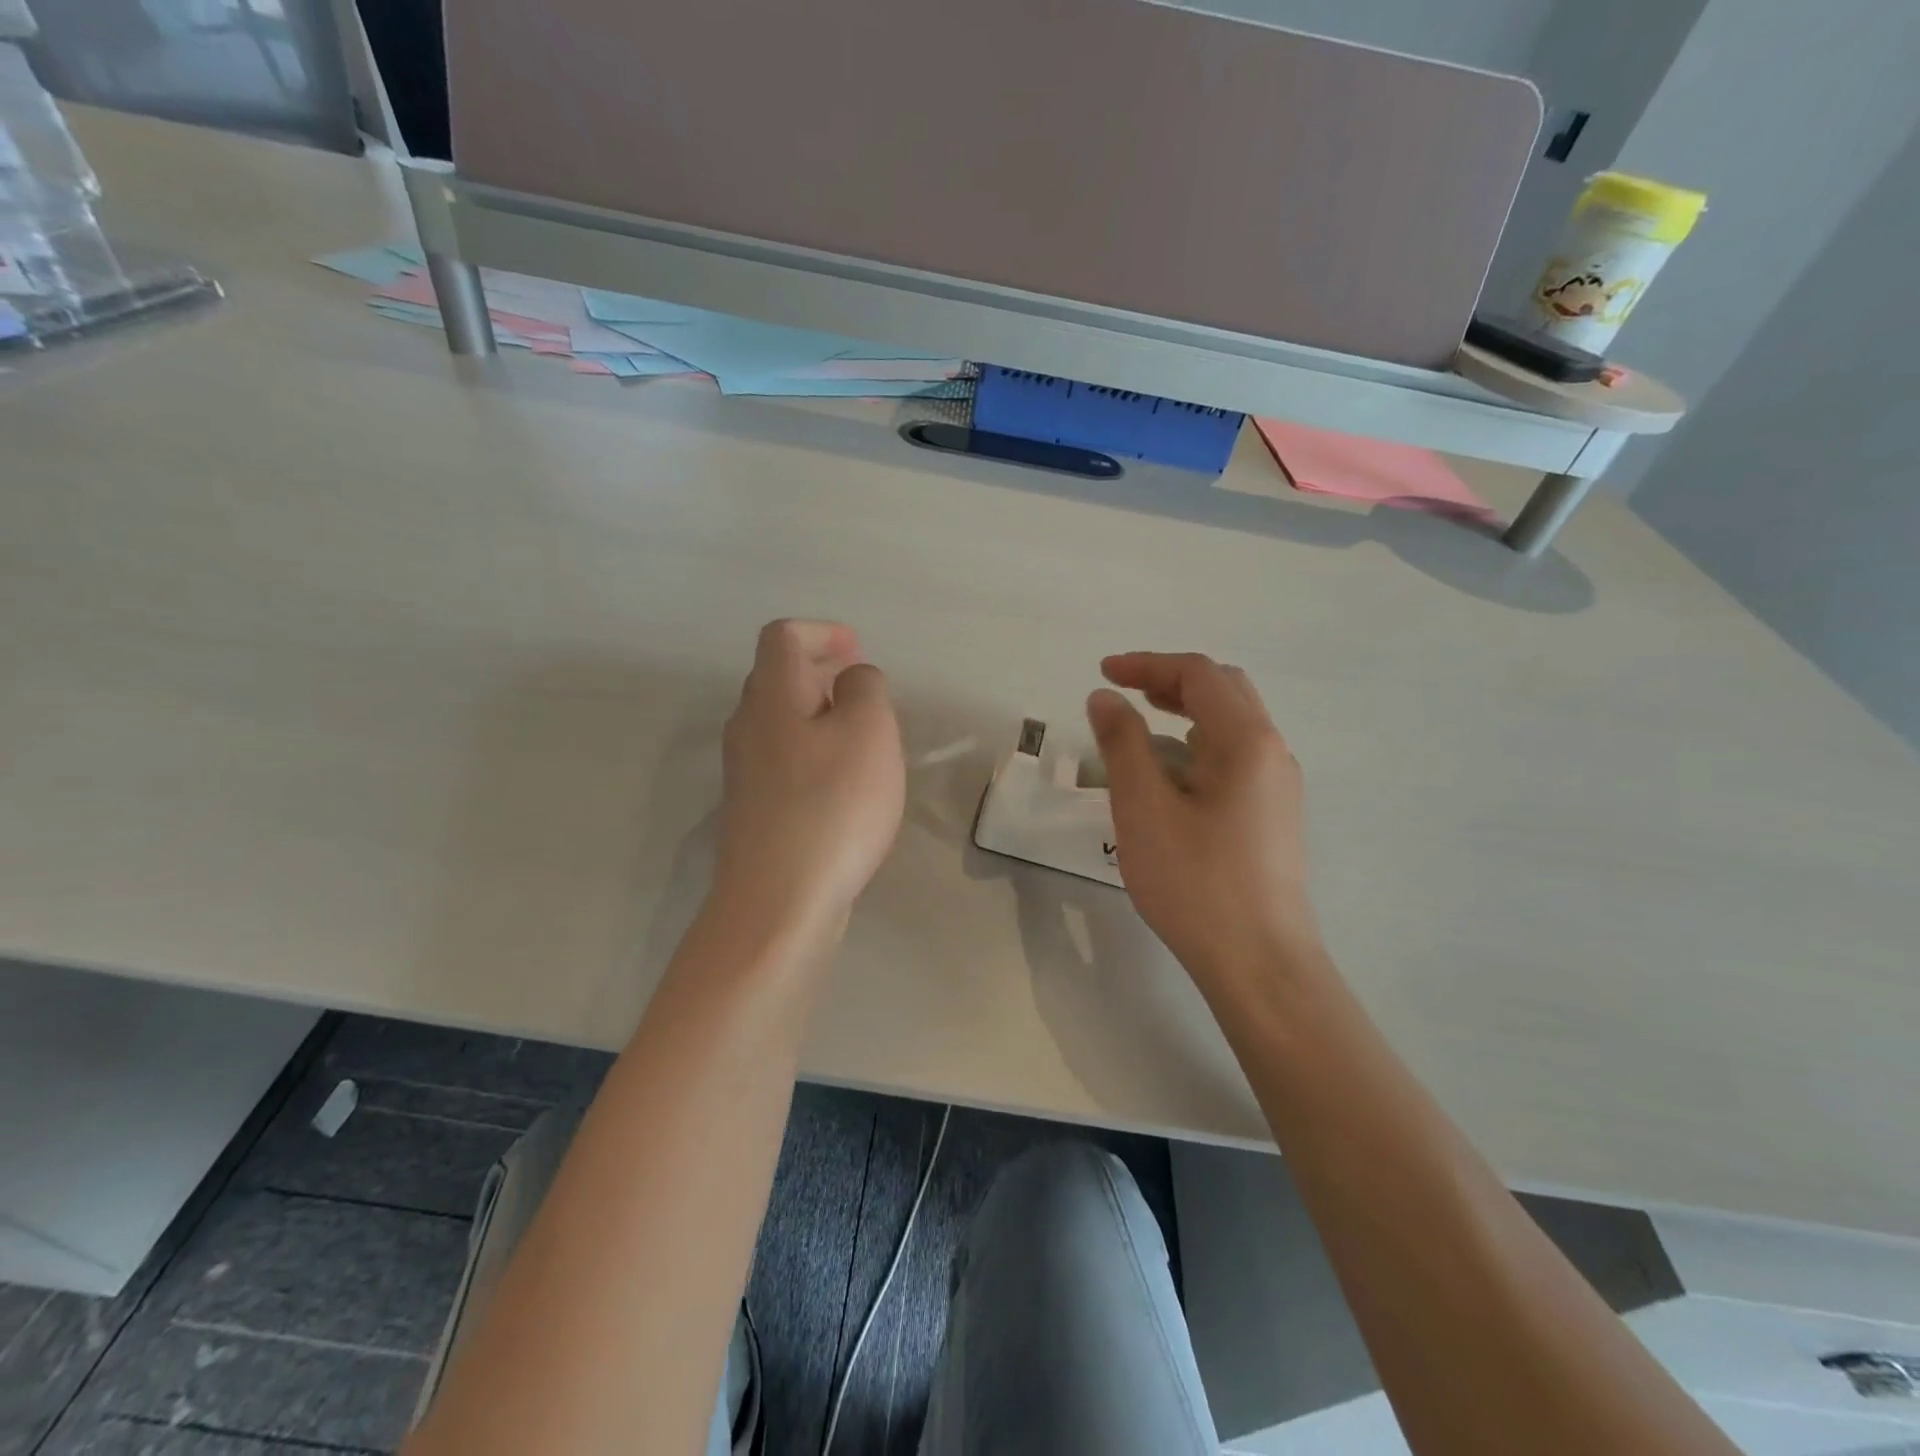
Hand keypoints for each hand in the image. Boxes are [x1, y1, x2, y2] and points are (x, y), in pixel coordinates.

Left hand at [713, 620, 904, 942]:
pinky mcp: (755, 812)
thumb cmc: (831, 805)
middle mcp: (748, 728)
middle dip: (820, 671)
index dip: (821, 632)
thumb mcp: (868, 731)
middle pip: (776, 678)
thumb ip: (864, 688)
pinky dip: (814, 752)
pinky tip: (843, 783)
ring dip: (819, 714)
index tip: (857, 650)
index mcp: (771, 697)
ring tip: (862, 734)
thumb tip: (852, 680)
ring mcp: (746, 773)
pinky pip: (785, 760)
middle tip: (862, 687)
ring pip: (781, 722)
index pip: (782, 637)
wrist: (779, 902)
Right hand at [1086, 652, 1321, 993]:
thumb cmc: (1196, 883)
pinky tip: (1170, 775)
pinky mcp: (1273, 814)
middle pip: (1223, 690)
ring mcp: (1278, 785)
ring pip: (1232, 724)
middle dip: (1170, 681)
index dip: (1146, 664)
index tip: (1102, 674)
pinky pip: (1235, 757)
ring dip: (1186, 711)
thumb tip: (1105, 697)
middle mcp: (1272, 752)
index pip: (1198, 674)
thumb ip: (1122, 744)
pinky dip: (1198, 744)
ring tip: (1139, 728)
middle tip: (1124, 692)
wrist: (1260, 963)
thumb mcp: (1143, 809)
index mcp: (1246, 741)